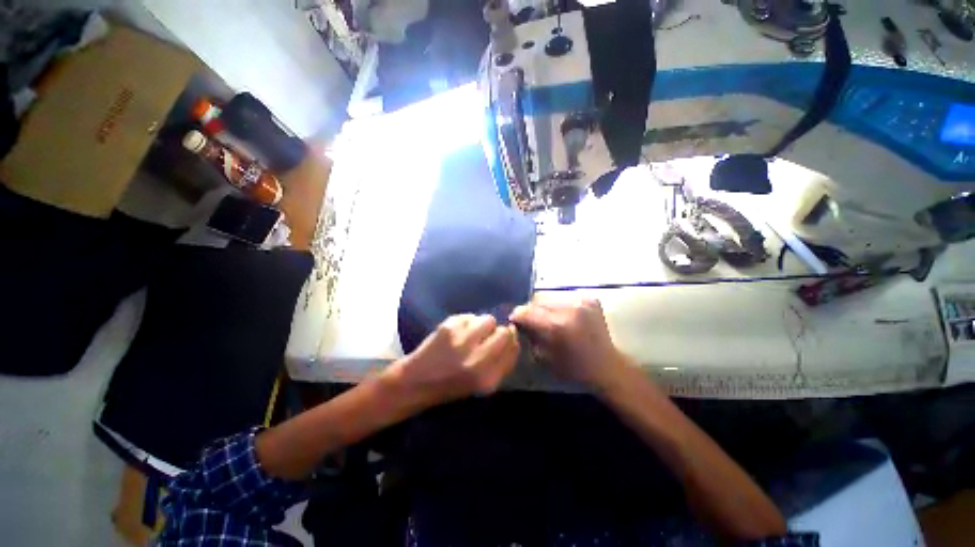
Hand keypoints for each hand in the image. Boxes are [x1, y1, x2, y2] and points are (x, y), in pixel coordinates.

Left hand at [388, 314, 519, 407]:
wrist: (416, 382)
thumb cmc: (451, 386)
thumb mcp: (482, 386)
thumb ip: (502, 364)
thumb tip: (513, 339)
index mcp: (487, 378)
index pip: (513, 349)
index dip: (512, 341)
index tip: (506, 340)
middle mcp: (477, 359)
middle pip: (504, 332)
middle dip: (500, 332)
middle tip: (487, 337)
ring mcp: (462, 340)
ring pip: (488, 319)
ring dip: (483, 325)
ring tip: (471, 334)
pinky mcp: (449, 327)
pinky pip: (470, 316)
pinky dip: (467, 322)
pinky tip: (457, 333)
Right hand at [510, 293, 627, 390]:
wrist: (607, 365)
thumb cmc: (575, 368)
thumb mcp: (545, 357)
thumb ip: (530, 335)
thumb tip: (520, 322)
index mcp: (558, 325)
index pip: (527, 311)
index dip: (517, 315)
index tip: (514, 320)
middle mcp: (570, 308)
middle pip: (537, 299)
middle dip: (530, 309)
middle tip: (530, 319)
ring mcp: (582, 300)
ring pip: (549, 296)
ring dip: (544, 306)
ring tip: (546, 317)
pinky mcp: (590, 298)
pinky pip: (563, 296)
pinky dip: (558, 304)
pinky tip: (562, 315)